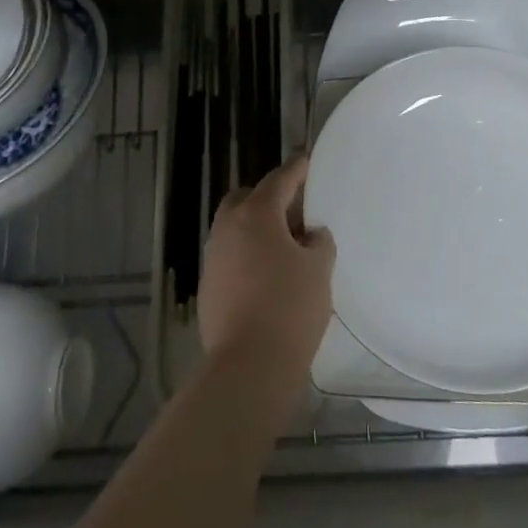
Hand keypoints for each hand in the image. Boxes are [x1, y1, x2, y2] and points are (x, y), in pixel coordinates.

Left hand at [197, 156, 335, 382]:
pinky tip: (266, 275)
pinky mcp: (208, 285)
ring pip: (234, 227)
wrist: (248, 365)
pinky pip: (230, 255)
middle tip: (295, 211)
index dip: (296, 170)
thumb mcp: (318, 269)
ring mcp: (213, 256)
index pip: (279, 180)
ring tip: (284, 246)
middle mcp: (228, 227)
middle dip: (268, 198)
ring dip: (256, 228)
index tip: (306, 163)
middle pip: (247, 198)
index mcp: (256, 214)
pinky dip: (247, 254)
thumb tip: (310, 235)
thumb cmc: (290, 308)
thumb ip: (318, 242)